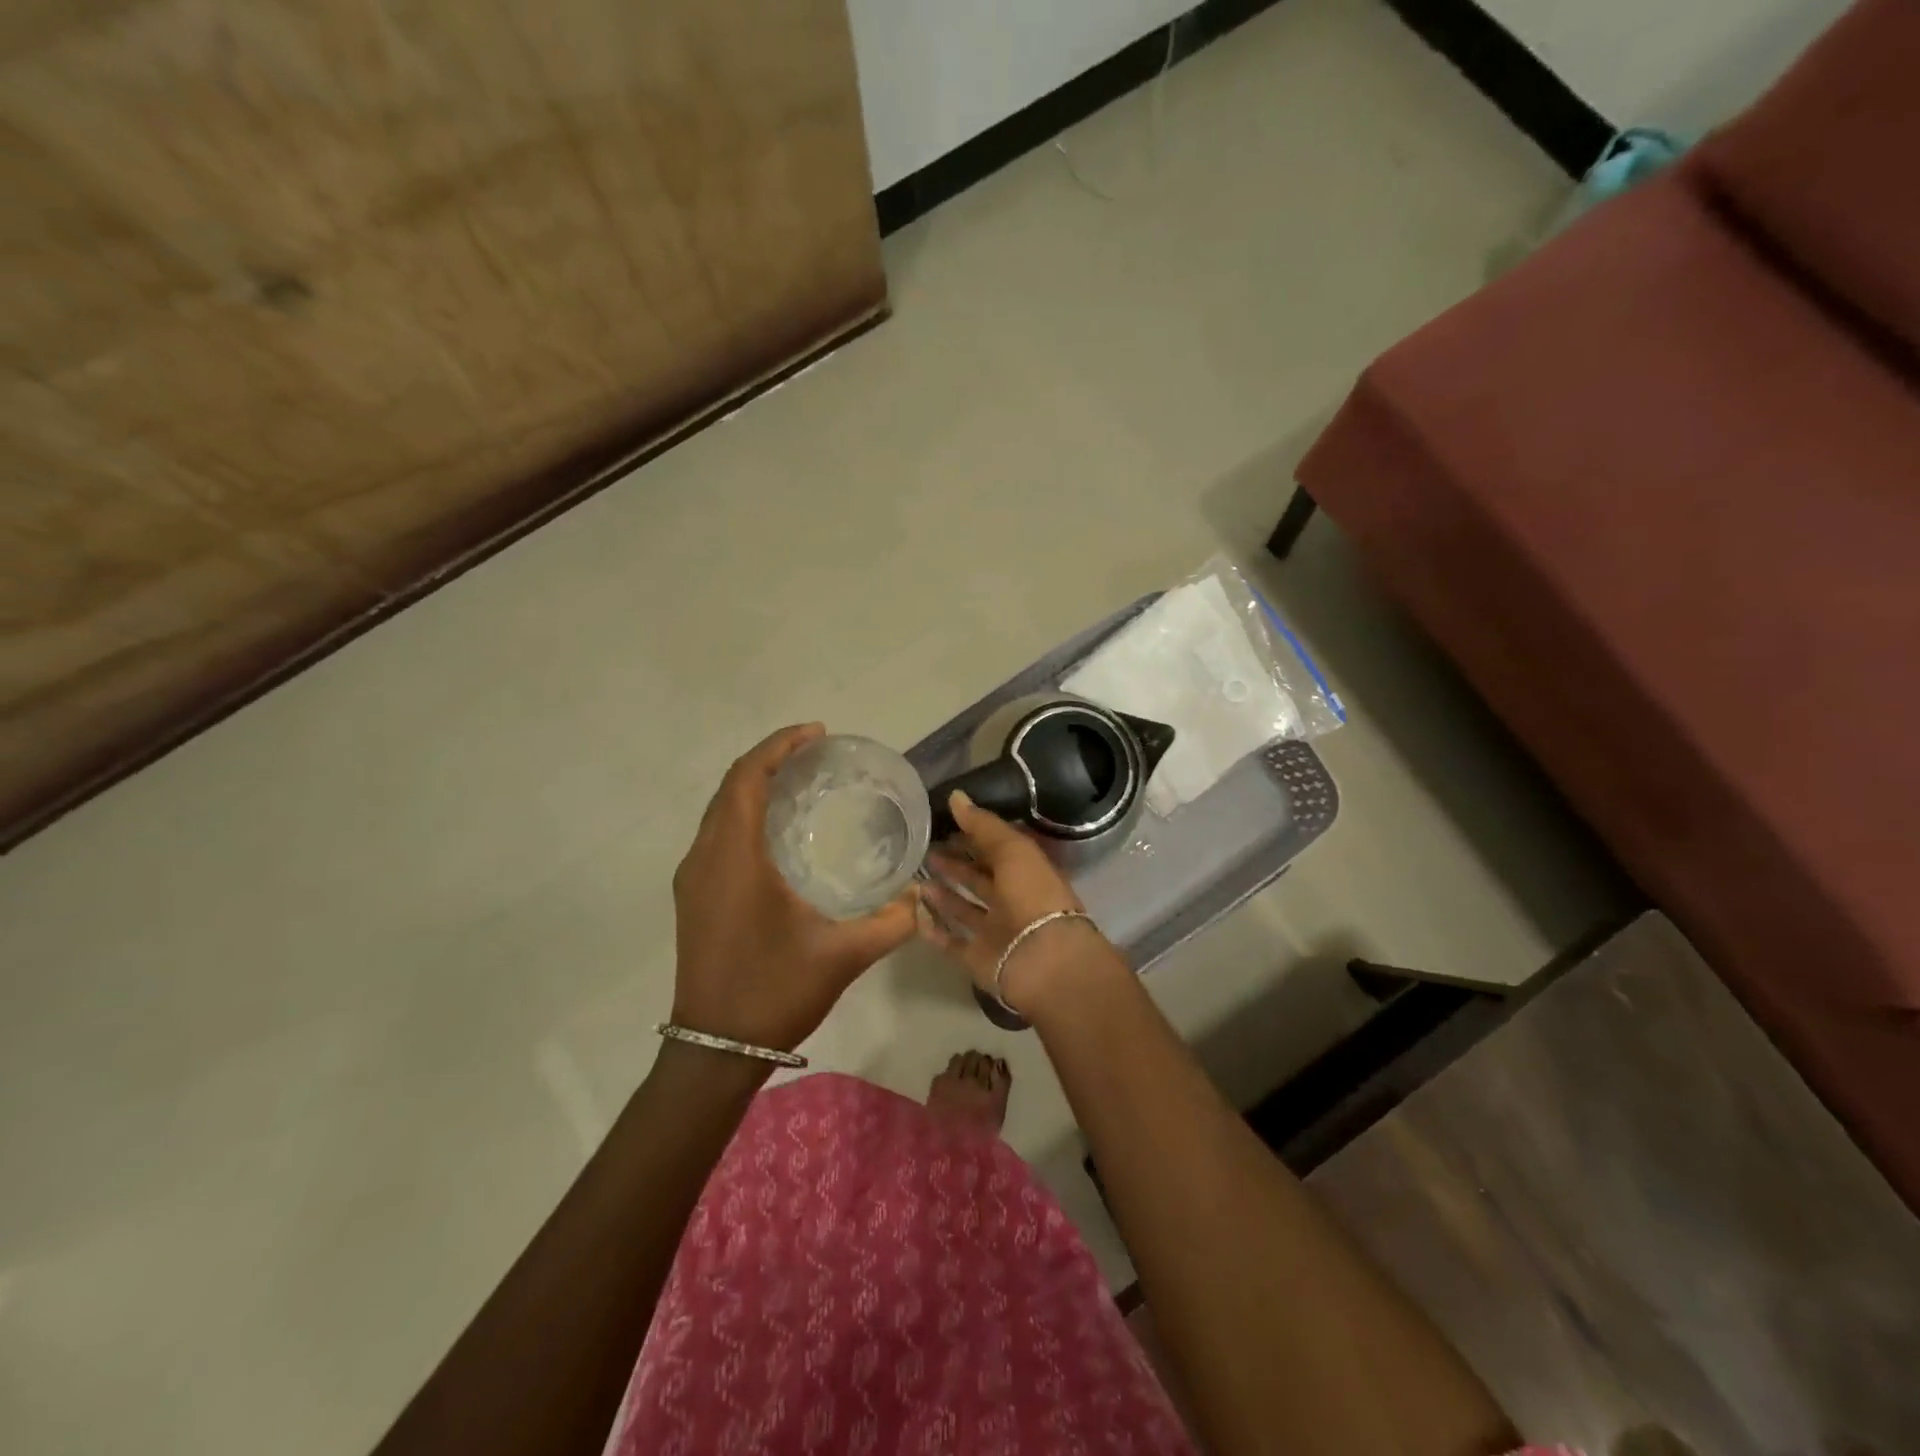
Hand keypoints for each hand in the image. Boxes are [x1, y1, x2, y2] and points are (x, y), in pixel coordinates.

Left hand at [671, 724, 916, 1051]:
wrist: (714, 1050)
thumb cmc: (773, 992)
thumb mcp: (841, 956)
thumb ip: (891, 923)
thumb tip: (923, 897)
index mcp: (734, 859)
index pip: (747, 778)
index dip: (779, 747)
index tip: (817, 735)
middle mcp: (705, 858)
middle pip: (730, 787)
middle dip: (770, 760)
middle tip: (816, 755)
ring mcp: (693, 878)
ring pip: (720, 810)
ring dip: (754, 787)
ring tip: (801, 783)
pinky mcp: (693, 896)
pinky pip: (717, 834)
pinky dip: (744, 814)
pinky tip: (778, 832)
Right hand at [916, 790, 1115, 1014]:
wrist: (1043, 960)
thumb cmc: (1032, 894)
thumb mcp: (1012, 849)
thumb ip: (983, 825)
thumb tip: (956, 796)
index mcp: (1027, 871)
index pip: (996, 848)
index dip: (973, 835)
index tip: (943, 822)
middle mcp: (1012, 900)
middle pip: (979, 879)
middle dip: (954, 863)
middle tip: (923, 849)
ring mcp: (995, 931)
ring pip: (964, 909)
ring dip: (943, 894)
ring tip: (915, 877)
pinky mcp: (979, 957)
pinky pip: (952, 942)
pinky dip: (935, 930)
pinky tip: (915, 914)